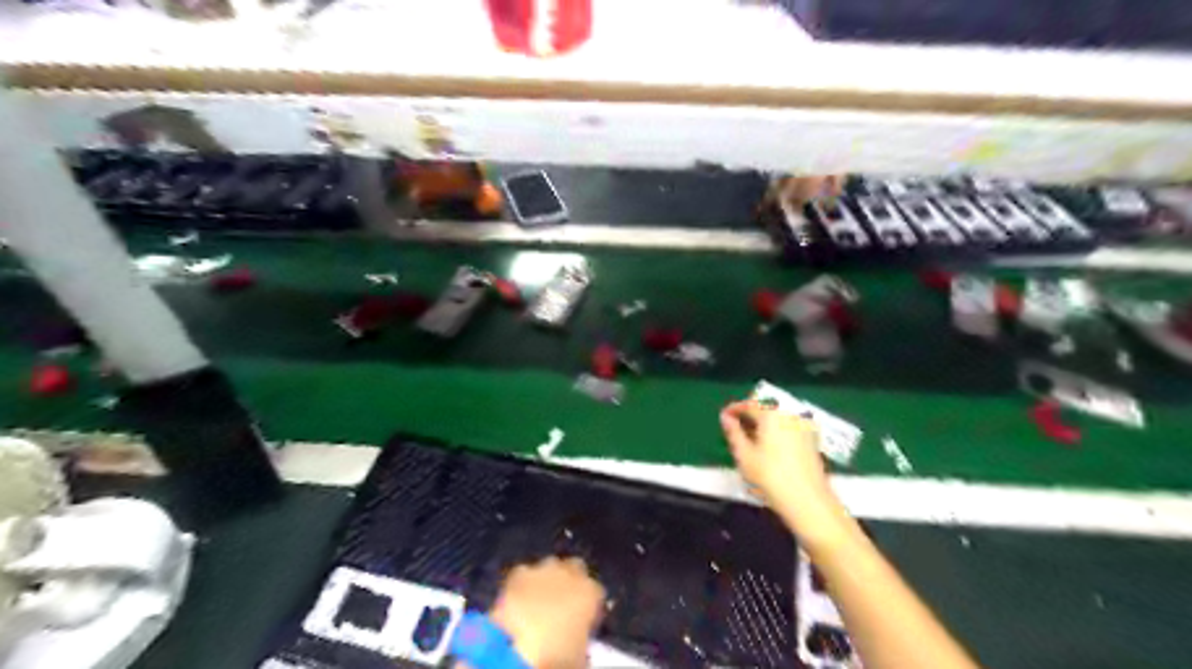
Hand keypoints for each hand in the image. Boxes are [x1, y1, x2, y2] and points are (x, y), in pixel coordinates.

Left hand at [488, 553, 607, 668]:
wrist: (520, 652)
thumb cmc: (558, 657)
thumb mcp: (580, 653)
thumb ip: (582, 637)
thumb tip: (576, 638)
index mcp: (591, 593)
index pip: (595, 591)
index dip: (587, 603)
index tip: (582, 617)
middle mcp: (570, 574)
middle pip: (574, 568)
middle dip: (569, 580)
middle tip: (560, 603)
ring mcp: (543, 570)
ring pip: (549, 567)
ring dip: (546, 579)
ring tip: (537, 601)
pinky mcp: (518, 574)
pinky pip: (523, 574)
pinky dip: (522, 584)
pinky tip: (517, 600)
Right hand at [722, 399, 852, 545]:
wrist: (808, 502)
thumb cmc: (770, 477)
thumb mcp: (744, 455)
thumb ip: (733, 432)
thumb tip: (726, 418)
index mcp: (772, 414)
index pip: (749, 404)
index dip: (734, 409)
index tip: (723, 417)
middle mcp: (790, 414)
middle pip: (766, 408)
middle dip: (749, 415)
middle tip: (734, 428)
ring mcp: (804, 426)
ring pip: (778, 417)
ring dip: (762, 423)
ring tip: (749, 439)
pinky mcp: (812, 439)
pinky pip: (788, 427)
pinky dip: (776, 431)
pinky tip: (767, 446)